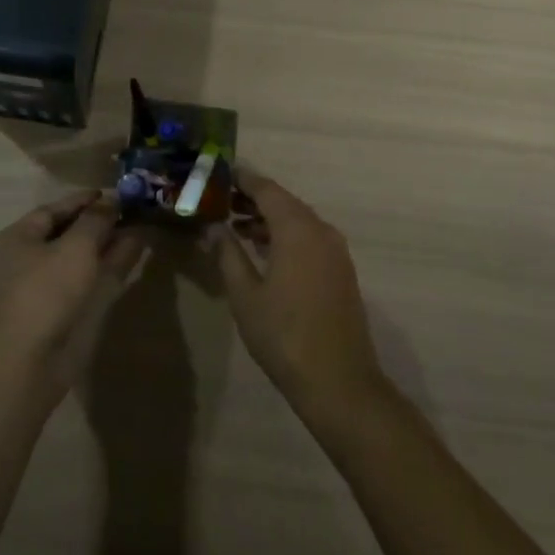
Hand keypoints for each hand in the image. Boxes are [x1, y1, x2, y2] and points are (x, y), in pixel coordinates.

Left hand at [0, 190, 143, 393]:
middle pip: (66, 233)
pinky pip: (85, 278)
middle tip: (129, 211)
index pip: (52, 210)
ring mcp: (42, 289)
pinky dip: (107, 265)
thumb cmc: (46, 292)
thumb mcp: (75, 247)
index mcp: (17, 239)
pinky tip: (133, 252)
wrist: (28, 362)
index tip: (112, 193)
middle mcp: (25, 261)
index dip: (82, 200)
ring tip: (138, 228)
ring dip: (107, 243)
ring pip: (79, 258)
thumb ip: (96, 220)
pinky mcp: (58, 312)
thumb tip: (111, 201)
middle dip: (98, 222)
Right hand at [210, 173, 384, 414]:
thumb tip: (214, 228)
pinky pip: (309, 239)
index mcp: (297, 229)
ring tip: (235, 226)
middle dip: (253, 199)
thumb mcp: (245, 295)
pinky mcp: (341, 271)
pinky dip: (286, 236)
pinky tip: (264, 251)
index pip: (267, 189)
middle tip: (221, 200)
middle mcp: (321, 231)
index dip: (243, 179)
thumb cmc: (284, 335)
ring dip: (269, 219)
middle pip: (284, 202)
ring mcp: (335, 251)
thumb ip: (228, 254)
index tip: (220, 172)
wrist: (339, 382)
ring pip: (298, 221)